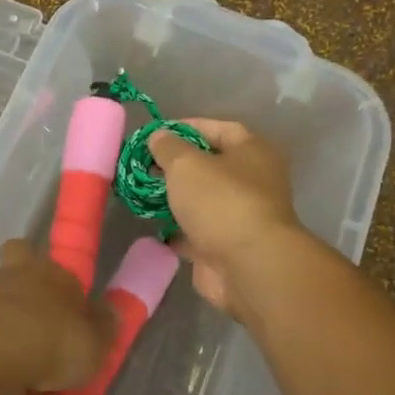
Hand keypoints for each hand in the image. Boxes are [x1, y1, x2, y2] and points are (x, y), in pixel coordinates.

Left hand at [0, 241, 113, 391]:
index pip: (56, 266)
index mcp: (48, 270)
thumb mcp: (94, 344)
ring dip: (8, 333)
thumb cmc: (49, 342)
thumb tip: (108, 313)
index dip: (63, 288)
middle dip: (26, 299)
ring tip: (26, 374)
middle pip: (17, 276)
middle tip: (42, 332)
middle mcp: (12, 276)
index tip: (71, 315)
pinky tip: (6, 387)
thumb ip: (104, 328)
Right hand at [147, 120, 309, 322]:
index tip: (155, 134)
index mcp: (252, 152)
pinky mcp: (226, 248)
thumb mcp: (186, 164)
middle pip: (210, 166)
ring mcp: (240, 217)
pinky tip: (152, 227)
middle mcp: (252, 181)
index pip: (219, 129)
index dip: (186, 128)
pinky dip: (176, 231)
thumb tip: (158, 137)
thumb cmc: (221, 202)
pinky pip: (196, 233)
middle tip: (143, 167)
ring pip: (201, 202)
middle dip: (175, 166)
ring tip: (141, 195)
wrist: (247, 266)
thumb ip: (168, 148)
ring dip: (174, 200)